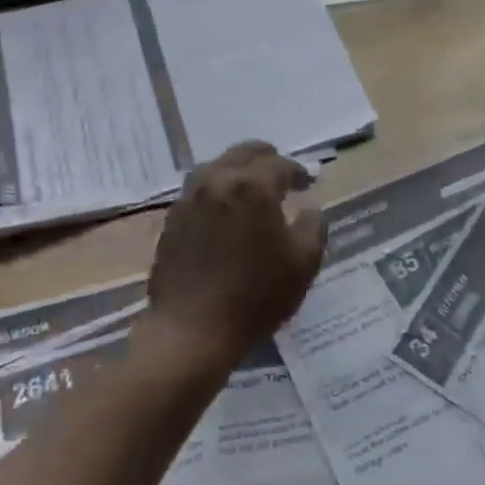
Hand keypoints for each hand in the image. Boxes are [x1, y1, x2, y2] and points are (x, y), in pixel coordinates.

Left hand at [143, 142, 325, 376]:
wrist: (192, 330)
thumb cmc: (256, 297)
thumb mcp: (303, 264)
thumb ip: (313, 227)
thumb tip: (310, 208)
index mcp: (252, 187)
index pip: (280, 164)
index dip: (298, 172)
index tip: (308, 184)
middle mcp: (217, 182)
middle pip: (243, 153)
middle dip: (266, 159)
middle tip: (281, 175)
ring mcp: (188, 200)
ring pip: (215, 168)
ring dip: (236, 171)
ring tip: (250, 189)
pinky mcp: (171, 221)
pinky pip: (197, 192)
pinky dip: (216, 191)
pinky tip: (224, 212)